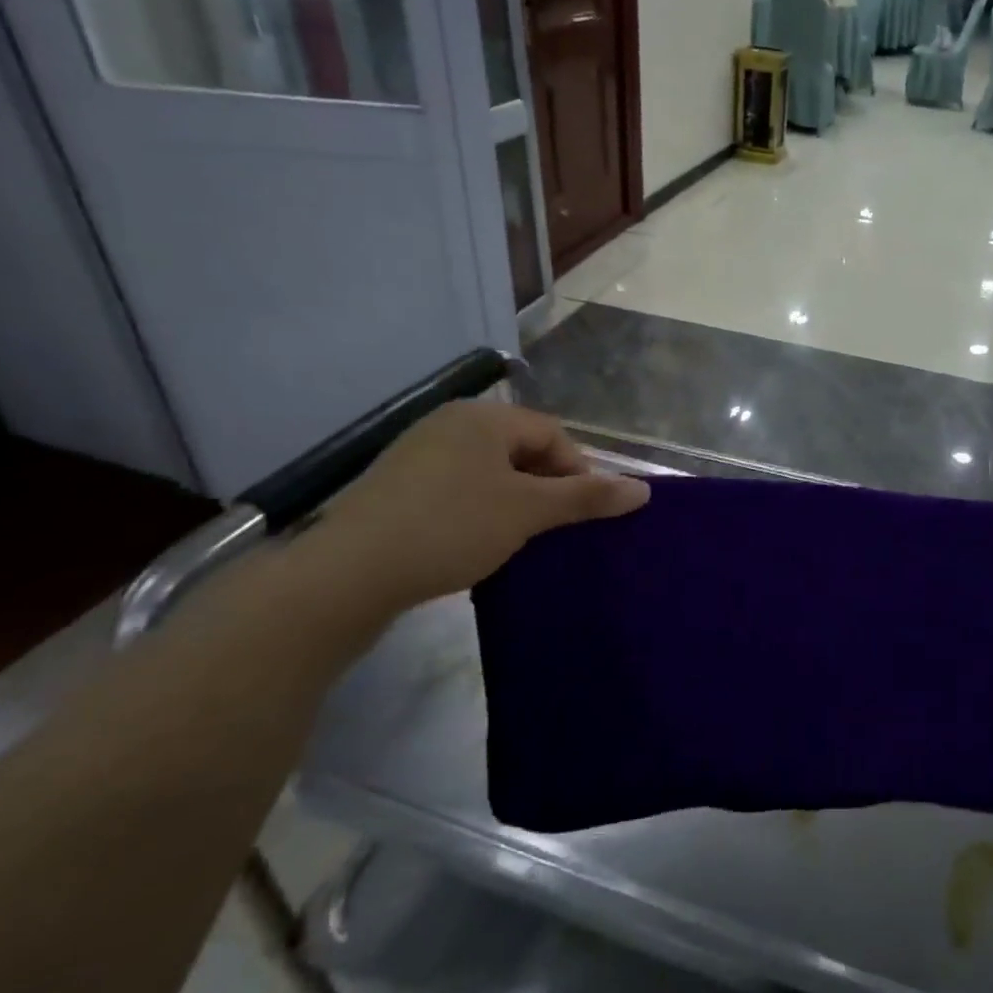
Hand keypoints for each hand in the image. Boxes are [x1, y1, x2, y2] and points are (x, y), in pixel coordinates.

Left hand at [317, 402, 648, 610]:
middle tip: (555, 529)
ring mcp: (418, 454)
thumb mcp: (528, 512)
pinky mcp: (397, 487)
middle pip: (522, 450)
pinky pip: (459, 489)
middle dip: (547, 488)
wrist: (348, 573)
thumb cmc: (451, 528)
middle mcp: (450, 425)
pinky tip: (479, 543)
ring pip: (490, 473)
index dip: (578, 471)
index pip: (552, 433)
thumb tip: (643, 489)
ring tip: (522, 540)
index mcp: (482, 419)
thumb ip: (587, 498)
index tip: (584, 514)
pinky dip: (481, 511)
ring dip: (516, 502)